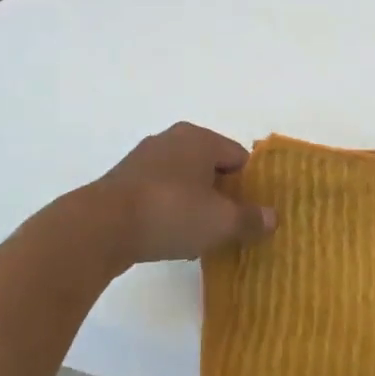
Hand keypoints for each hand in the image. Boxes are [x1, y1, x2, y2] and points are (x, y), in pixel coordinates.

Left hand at [92, 124, 274, 264]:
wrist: (100, 227)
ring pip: (184, 181)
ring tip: (200, 237)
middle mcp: (171, 139)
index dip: (250, 186)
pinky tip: (170, 237)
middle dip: (222, 196)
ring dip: (195, 206)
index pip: (239, 157)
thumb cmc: (170, 213)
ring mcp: (143, 159)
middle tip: (229, 227)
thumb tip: (273, 217)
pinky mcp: (122, 182)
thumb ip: (251, 219)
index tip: (251, 215)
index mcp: (199, 138)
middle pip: (210, 167)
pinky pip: (159, 194)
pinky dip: (169, 211)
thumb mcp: (220, 222)